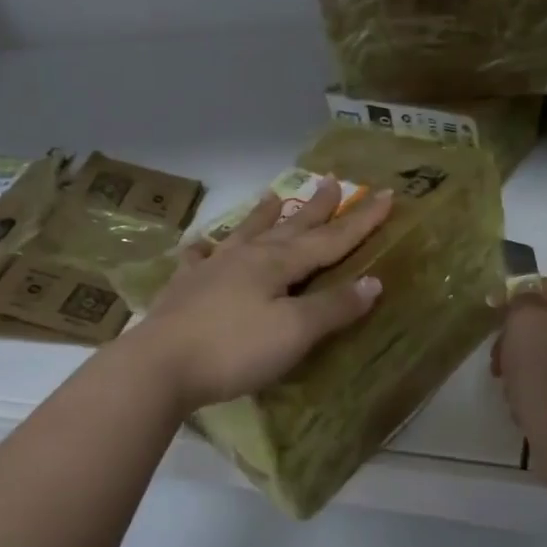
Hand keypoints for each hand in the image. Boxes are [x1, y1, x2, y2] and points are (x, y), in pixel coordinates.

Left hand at [128, 178, 392, 410]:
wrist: (159, 366)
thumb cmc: (234, 349)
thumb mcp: (294, 332)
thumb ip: (333, 307)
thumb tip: (373, 282)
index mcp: (276, 263)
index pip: (330, 239)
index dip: (361, 221)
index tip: (387, 195)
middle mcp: (246, 257)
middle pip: (289, 227)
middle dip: (316, 207)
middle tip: (333, 181)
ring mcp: (211, 270)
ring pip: (245, 234)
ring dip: (263, 216)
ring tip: (273, 196)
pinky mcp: (184, 289)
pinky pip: (198, 259)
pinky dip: (206, 248)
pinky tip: (203, 245)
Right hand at [493, 277, 546, 465]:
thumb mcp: (525, 321)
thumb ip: (521, 298)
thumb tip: (523, 295)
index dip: (517, 298)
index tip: (493, 319)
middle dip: (517, 337)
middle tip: (499, 359)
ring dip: (523, 364)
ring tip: (511, 386)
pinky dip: (537, 386)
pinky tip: (525, 403)